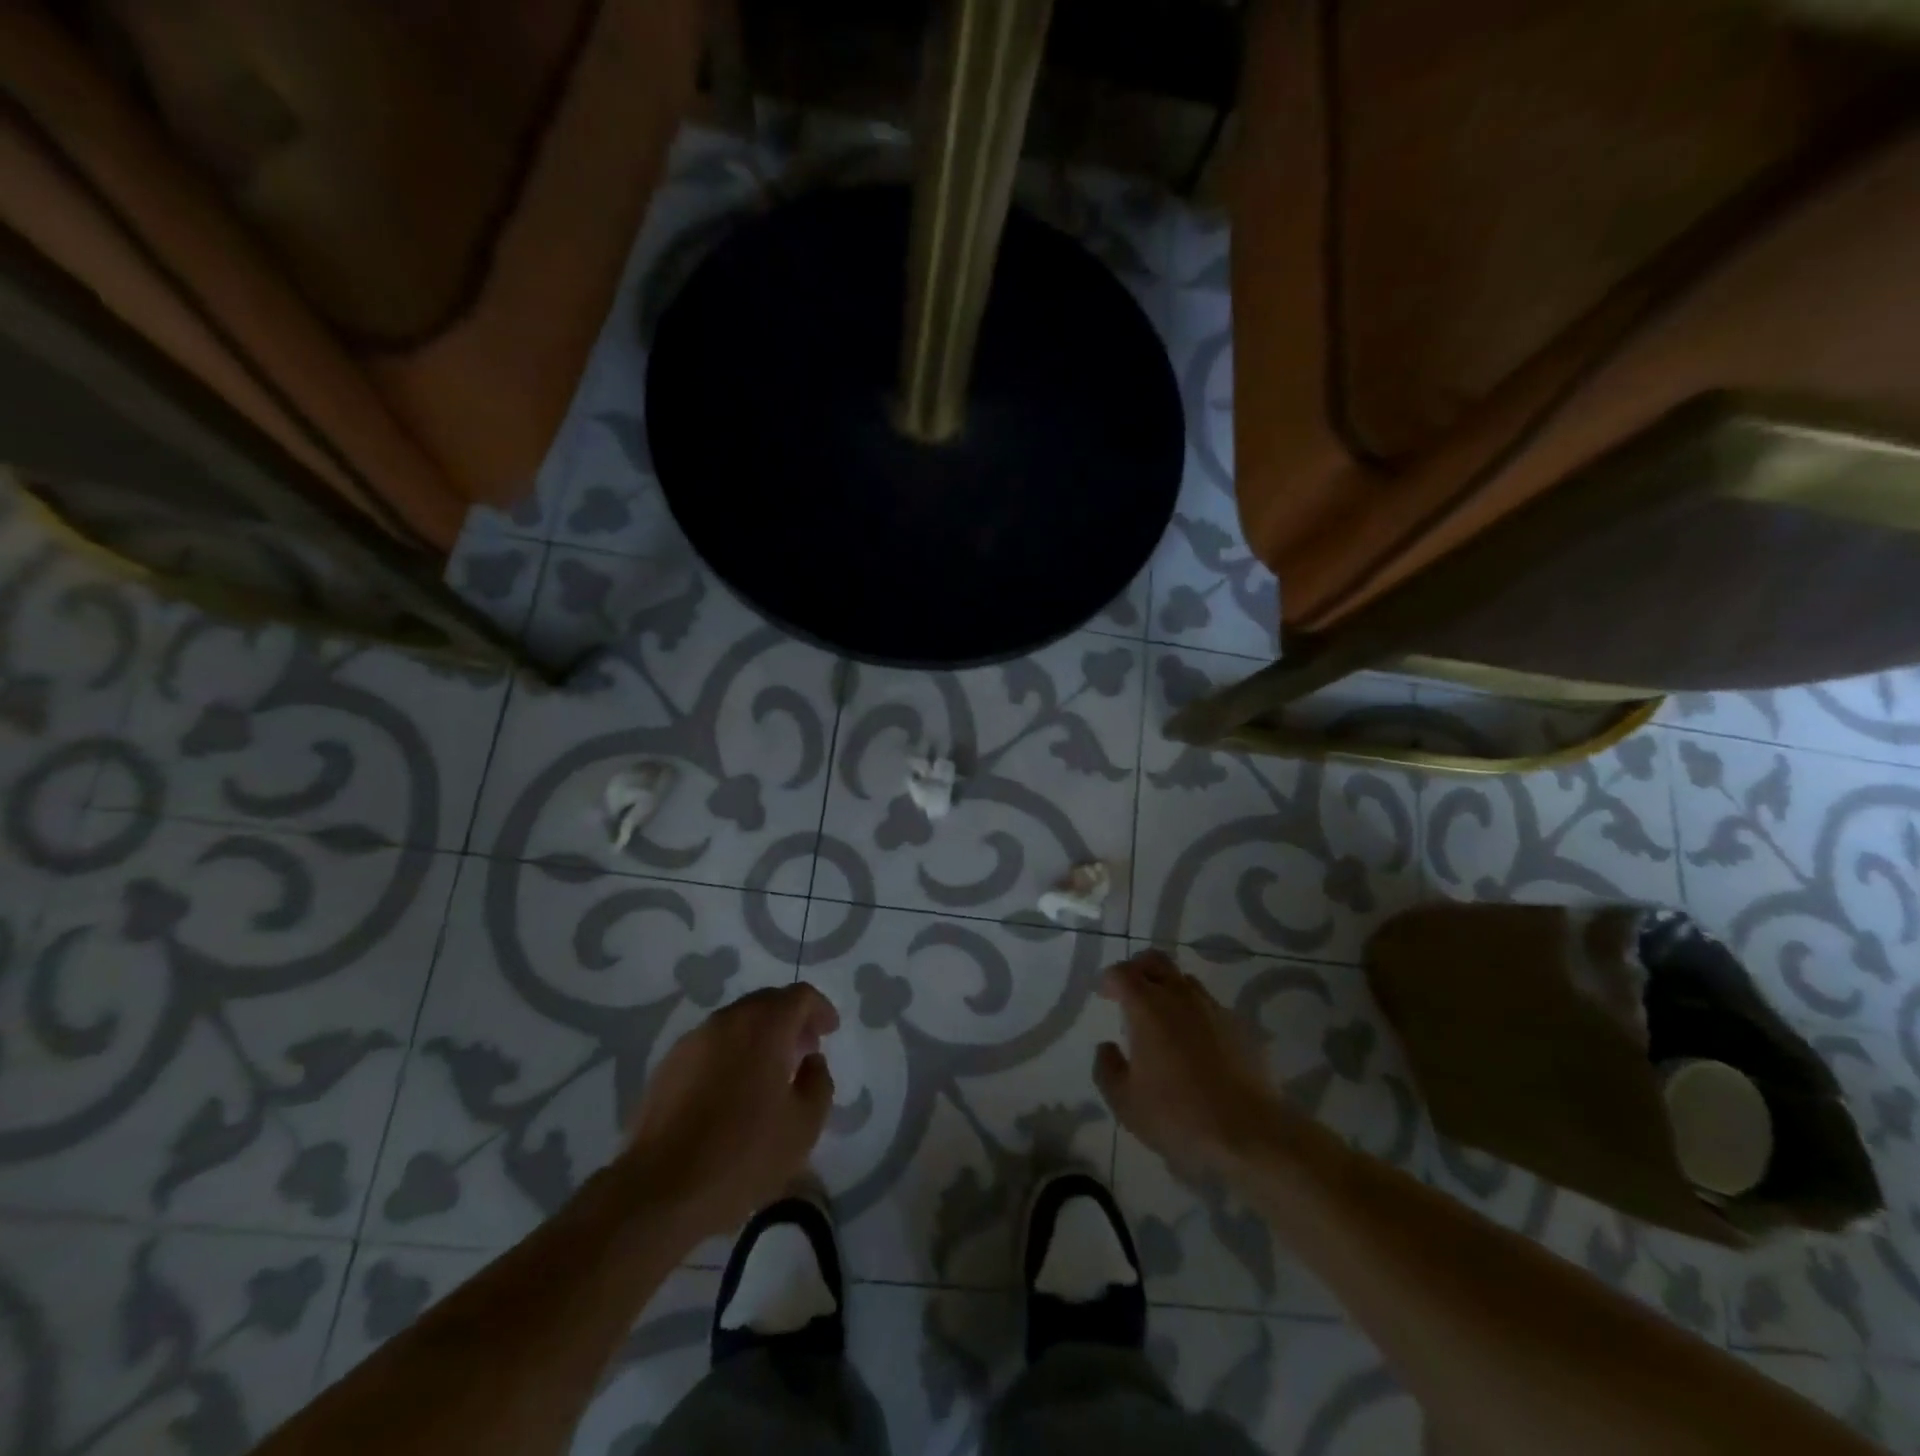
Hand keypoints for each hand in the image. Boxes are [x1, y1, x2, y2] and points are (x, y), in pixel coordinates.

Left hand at [624, 983, 838, 1238]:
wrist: (660, 1190)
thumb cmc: (743, 1154)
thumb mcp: (804, 1125)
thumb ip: (818, 1082)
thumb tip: (811, 1061)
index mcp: (764, 1026)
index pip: (800, 996)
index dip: (820, 1009)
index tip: (830, 1031)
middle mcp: (727, 1021)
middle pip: (766, 1002)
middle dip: (790, 1020)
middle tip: (804, 1050)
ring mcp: (693, 1041)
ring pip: (736, 1022)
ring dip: (760, 1036)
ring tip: (770, 1073)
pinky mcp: (668, 1066)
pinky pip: (711, 1045)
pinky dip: (731, 1053)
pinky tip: (734, 1090)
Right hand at [1093, 949, 1291, 1178]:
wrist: (1251, 1134)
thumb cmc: (1178, 1116)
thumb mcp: (1125, 1103)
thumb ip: (1107, 1069)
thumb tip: (1107, 1047)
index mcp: (1147, 1007)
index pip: (1121, 973)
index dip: (1109, 980)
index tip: (1104, 996)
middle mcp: (1180, 996)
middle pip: (1155, 961)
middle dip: (1138, 969)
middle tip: (1129, 992)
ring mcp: (1214, 1008)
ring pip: (1185, 981)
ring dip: (1168, 989)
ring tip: (1163, 1019)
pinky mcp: (1240, 1026)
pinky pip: (1210, 1006)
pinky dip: (1195, 1014)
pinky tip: (1195, 1044)